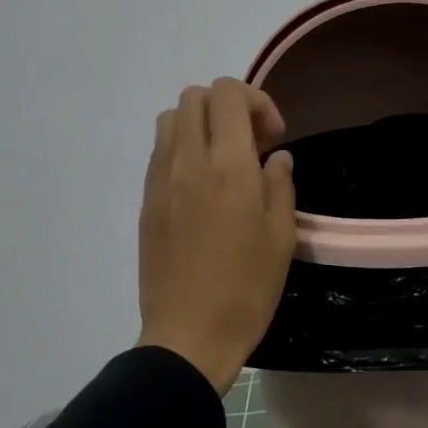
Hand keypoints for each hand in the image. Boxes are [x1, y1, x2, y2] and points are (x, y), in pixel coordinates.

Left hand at [137, 79, 297, 392]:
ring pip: (171, 119)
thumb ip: (280, 184)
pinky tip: (201, 186)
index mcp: (228, 166)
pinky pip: (160, 151)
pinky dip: (182, 148)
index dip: (256, 101)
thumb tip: (275, 157)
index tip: (273, 137)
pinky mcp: (146, 201)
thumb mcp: (281, 237)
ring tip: (223, 160)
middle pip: (195, 96)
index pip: (227, 92)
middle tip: (251, 144)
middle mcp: (187, 161)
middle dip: (228, 106)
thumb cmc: (246, 289)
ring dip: (200, 124)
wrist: (188, 335)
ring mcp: (160, 180)